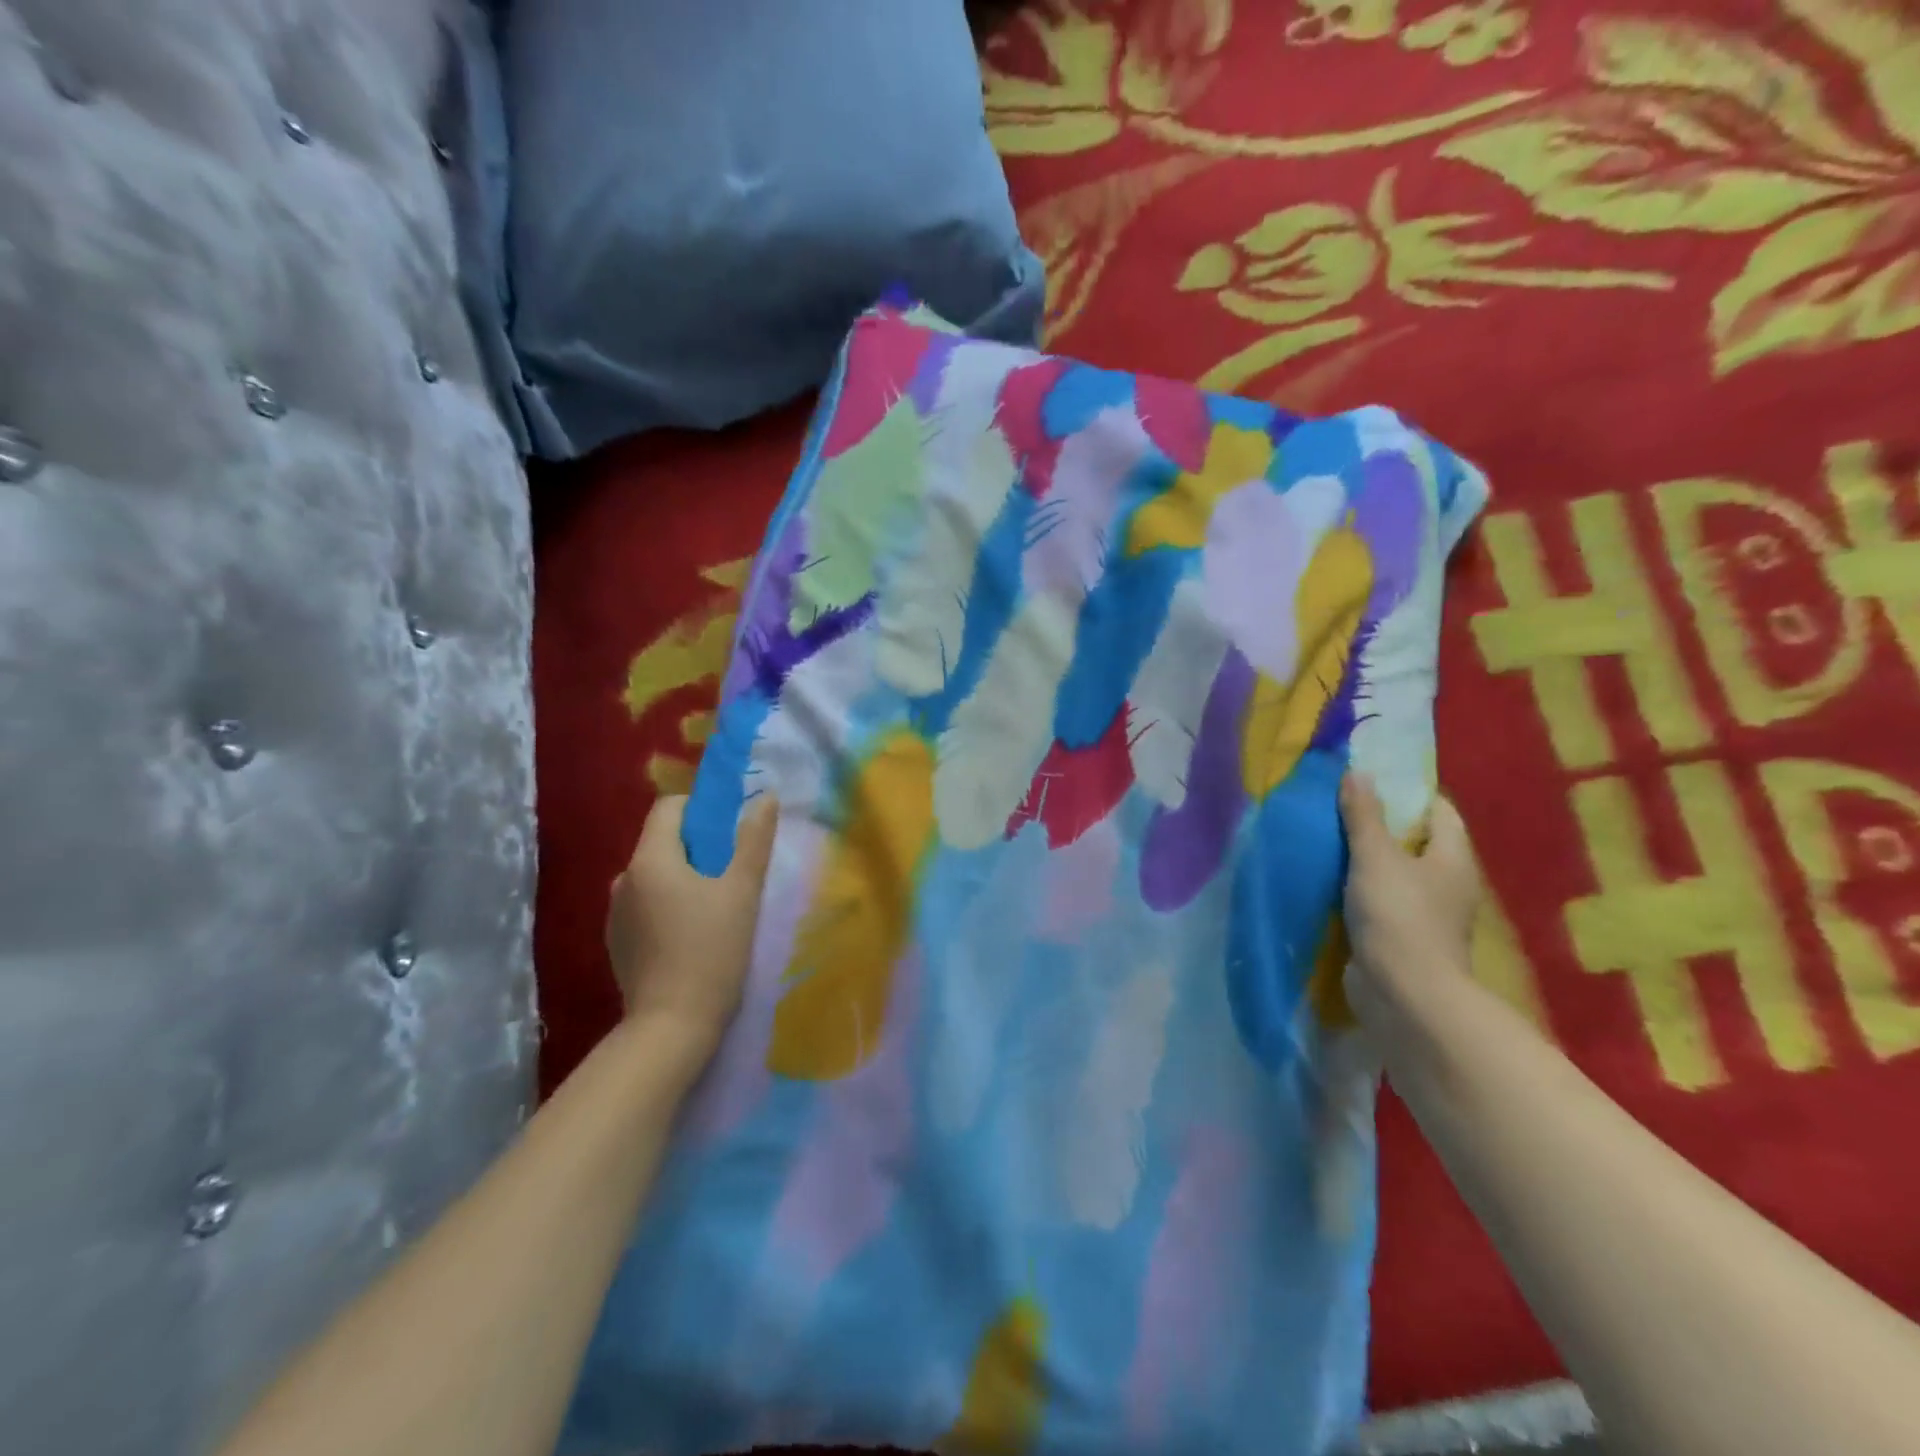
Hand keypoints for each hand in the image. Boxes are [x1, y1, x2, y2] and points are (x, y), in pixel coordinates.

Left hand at [605, 794, 779, 1054]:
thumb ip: (754, 839)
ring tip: (716, 907)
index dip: (702, 810)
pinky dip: (668, 906)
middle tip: (733, 873)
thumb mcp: (742, 890)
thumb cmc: (712, 950)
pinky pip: (646, 904)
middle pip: (664, 841)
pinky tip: (691, 935)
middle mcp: (624, 878)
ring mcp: (615, 913)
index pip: (670, 807)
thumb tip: (766, 797)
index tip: (731, 834)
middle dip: (699, 848)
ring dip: (684, 878)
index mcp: (650, 859)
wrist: (672, 1026)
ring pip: (656, 875)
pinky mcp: (616, 942)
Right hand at [1338, 773, 1479, 1019]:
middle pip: (1415, 841)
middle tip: (1338, 805)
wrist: (1404, 994)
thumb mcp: (1375, 857)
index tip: (1370, 780)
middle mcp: (1446, 883)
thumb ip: (1364, 816)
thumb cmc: (1398, 917)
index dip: (1409, 792)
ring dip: (1365, 858)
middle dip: (1380, 824)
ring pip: (1393, 872)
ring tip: (1326, 837)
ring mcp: (1424, 913)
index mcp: (1453, 858)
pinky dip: (1357, 888)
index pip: (1439, 811)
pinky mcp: (1400, 936)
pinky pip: (1378, 899)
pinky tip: (1328, 880)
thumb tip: (1357, 772)